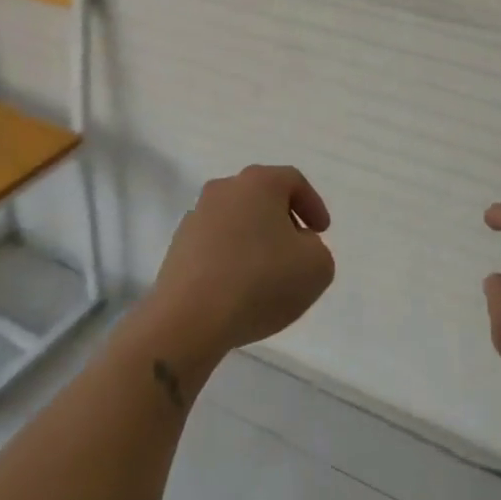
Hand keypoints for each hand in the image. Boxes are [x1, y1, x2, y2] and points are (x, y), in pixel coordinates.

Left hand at [147, 165, 335, 363]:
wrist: (189, 317)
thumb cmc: (261, 281)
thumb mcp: (316, 267)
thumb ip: (317, 249)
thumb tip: (297, 246)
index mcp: (259, 182)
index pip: (293, 181)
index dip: (313, 204)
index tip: (322, 232)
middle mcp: (224, 189)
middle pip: (262, 197)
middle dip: (282, 220)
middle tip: (297, 250)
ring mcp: (196, 216)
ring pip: (236, 220)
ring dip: (254, 239)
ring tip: (267, 274)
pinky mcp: (178, 246)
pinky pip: (215, 244)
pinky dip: (231, 258)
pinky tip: (238, 287)